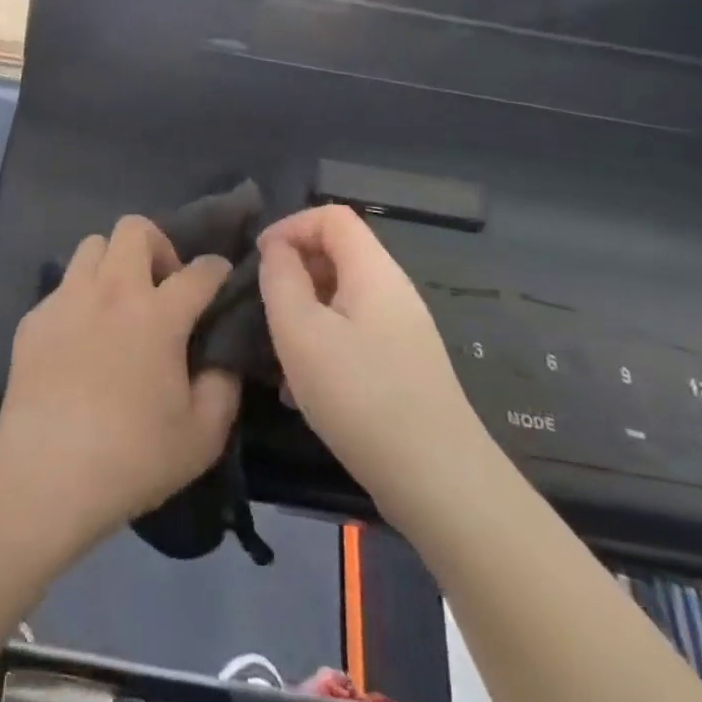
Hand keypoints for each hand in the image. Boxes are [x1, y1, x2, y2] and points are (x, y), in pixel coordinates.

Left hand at [0, 217, 239, 548]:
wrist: (45, 475)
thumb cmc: (131, 457)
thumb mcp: (202, 436)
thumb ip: (223, 387)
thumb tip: (221, 359)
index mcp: (158, 314)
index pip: (200, 270)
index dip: (217, 270)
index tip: (220, 280)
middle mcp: (113, 291)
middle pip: (135, 228)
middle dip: (157, 245)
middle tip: (161, 287)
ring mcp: (68, 299)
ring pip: (93, 245)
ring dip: (113, 264)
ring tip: (118, 303)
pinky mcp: (35, 318)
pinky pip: (63, 287)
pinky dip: (80, 300)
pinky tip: (80, 340)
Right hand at [257, 206, 479, 527]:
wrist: (441, 485)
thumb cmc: (362, 396)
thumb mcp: (301, 331)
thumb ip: (280, 279)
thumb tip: (276, 250)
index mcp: (373, 271)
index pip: (331, 216)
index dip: (290, 226)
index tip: (260, 261)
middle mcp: (393, 291)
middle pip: (338, 254)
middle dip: (294, 271)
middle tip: (264, 308)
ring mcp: (403, 332)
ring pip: (342, 299)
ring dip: (304, 313)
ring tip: (277, 353)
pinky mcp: (404, 369)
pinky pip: (354, 335)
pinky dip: (323, 345)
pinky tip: (303, 389)